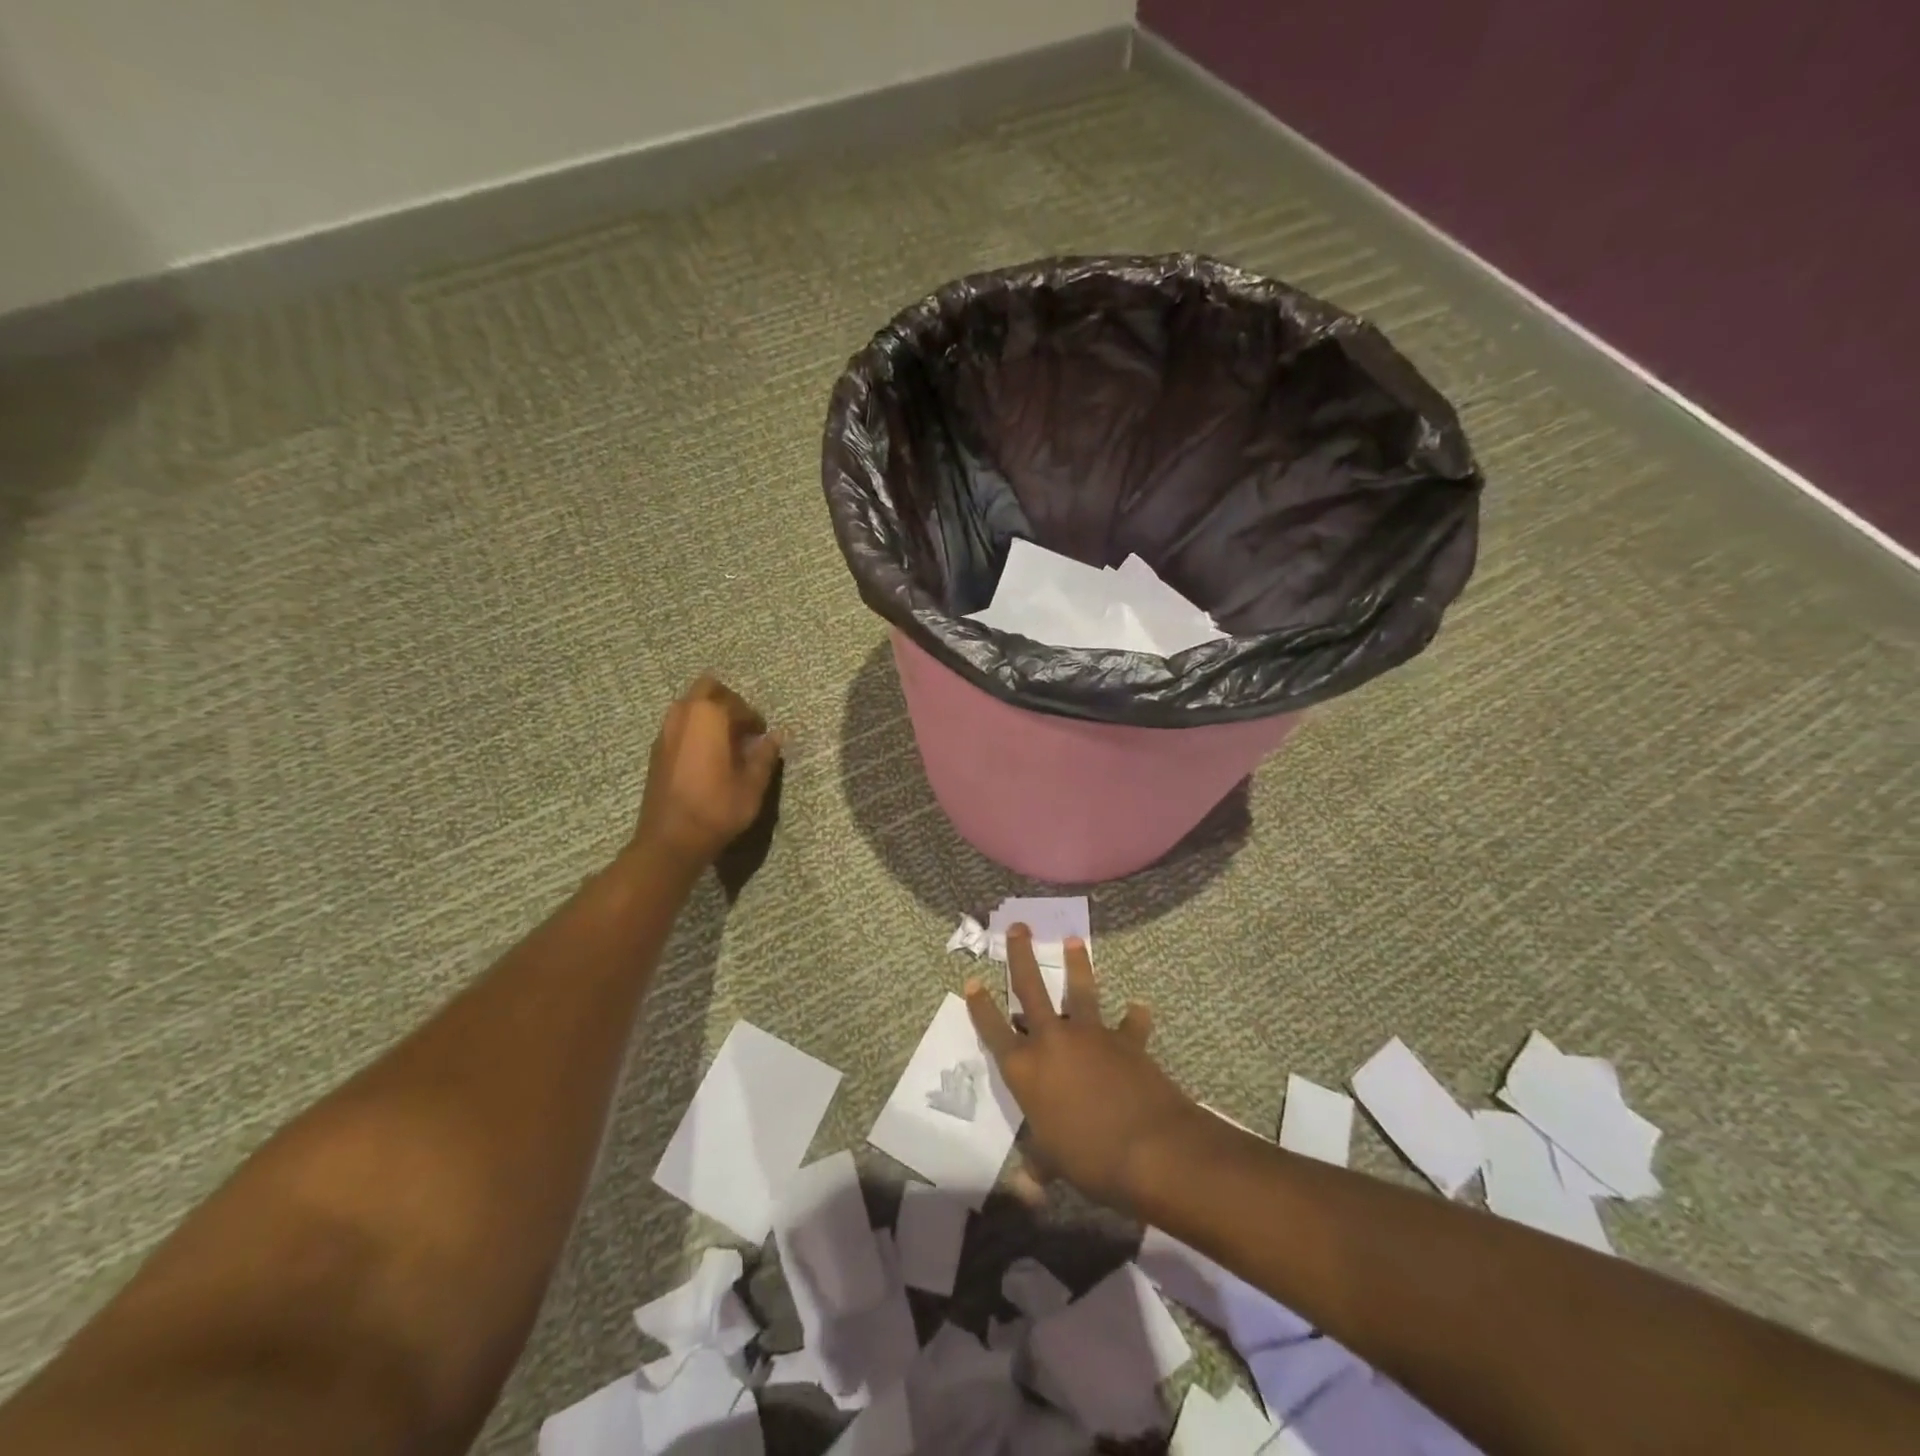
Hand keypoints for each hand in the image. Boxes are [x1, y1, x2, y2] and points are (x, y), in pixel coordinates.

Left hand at [632, 676, 783, 871]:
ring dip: (709, 714)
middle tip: (743, 727)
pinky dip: (695, 729)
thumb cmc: (716, 809)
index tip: (762, 735)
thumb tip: (776, 737)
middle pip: (707, 689)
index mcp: (709, 717)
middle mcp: (683, 716)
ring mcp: (665, 732)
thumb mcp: (752, 785)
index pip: (737, 703)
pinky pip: (679, 724)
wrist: (670, 840)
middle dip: (728, 702)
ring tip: (726, 742)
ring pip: (689, 705)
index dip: (753, 718)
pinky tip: (707, 757)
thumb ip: (764, 756)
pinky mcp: (656, 750)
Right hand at [966, 926, 1199, 1210]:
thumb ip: (1038, 1167)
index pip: (994, 1030)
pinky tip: (1139, 1008)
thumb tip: (1025, 1188)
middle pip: (1030, 988)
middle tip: (1017, 926)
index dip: (980, 1006)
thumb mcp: (1054, 1164)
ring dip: (1077, 964)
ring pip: (1080, 990)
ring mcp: (1090, 1034)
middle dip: (1020, 956)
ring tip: (1073, 940)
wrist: (1148, 1148)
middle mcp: (1052, 1040)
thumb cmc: (1088, 1159)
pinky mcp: (1125, 1038)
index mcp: (1025, 1069)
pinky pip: (1129, 1023)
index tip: (971, 982)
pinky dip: (1134, 1017)